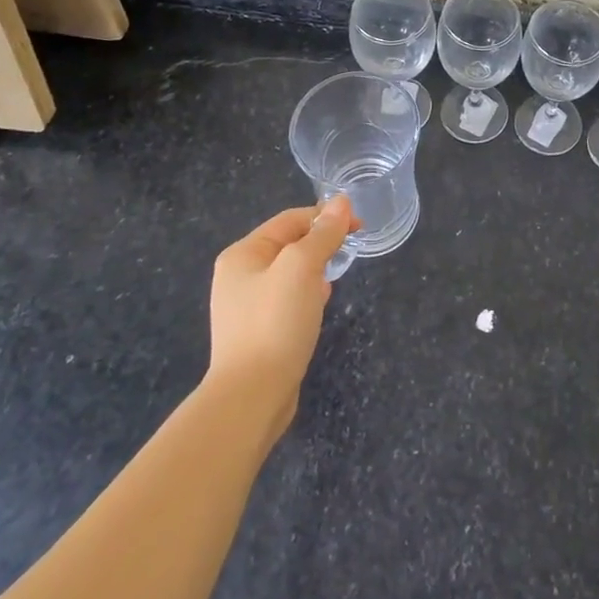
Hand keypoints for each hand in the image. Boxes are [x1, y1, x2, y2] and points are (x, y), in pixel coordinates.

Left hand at [205, 196, 357, 439]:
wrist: (252, 396)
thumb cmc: (276, 322)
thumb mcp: (303, 267)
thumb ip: (323, 233)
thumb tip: (341, 201)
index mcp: (242, 254)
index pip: (290, 219)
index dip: (326, 217)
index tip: (359, 226)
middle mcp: (239, 276)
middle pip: (289, 245)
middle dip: (320, 244)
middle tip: (348, 253)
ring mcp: (246, 307)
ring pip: (290, 274)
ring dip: (315, 270)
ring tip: (334, 279)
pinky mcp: (257, 333)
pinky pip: (287, 301)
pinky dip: (306, 296)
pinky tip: (319, 306)